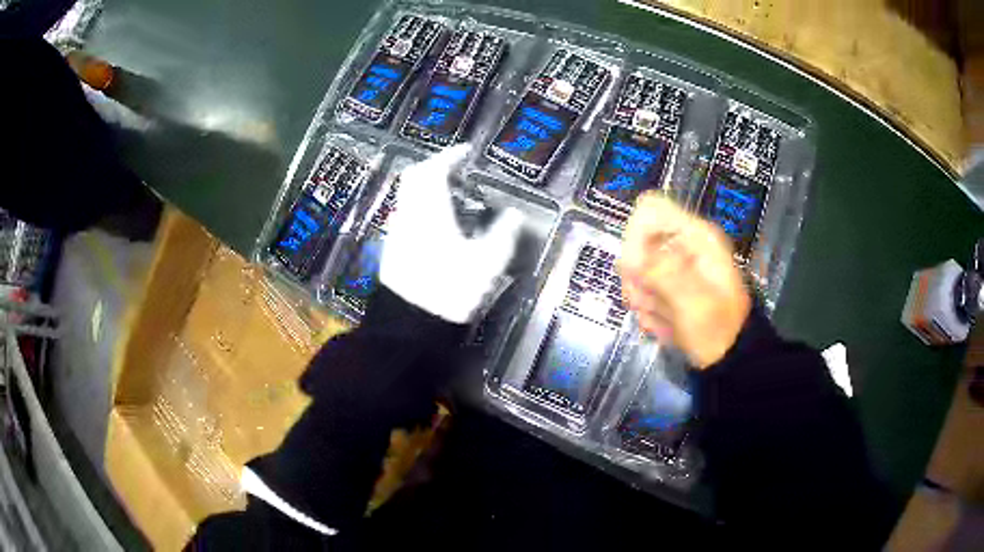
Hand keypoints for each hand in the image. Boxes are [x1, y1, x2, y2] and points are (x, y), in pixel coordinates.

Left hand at [380, 144, 522, 323]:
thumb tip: (515, 214)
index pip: (434, 170)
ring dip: (427, 188)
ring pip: (408, 196)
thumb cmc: (450, 289)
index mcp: (429, 210)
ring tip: (452, 198)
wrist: (409, 325)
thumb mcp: (487, 262)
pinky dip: (421, 208)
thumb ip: (503, 234)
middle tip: (455, 171)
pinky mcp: (392, 249)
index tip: (465, 152)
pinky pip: (407, 215)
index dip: (450, 156)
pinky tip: (438, 225)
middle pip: (414, 177)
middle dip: (434, 167)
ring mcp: (397, 232)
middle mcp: (408, 214)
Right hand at [619, 193, 750, 367]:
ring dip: (642, 298)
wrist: (728, 357)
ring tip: (663, 317)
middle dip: (637, 276)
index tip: (637, 270)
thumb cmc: (718, 329)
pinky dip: (647, 309)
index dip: (635, 236)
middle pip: (636, 242)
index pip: (649, 210)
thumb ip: (664, 275)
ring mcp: (674, 266)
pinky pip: (640, 289)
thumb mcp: (695, 303)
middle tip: (651, 302)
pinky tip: (664, 323)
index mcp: (696, 236)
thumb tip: (630, 258)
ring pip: (634, 269)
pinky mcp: (667, 285)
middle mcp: (683, 245)